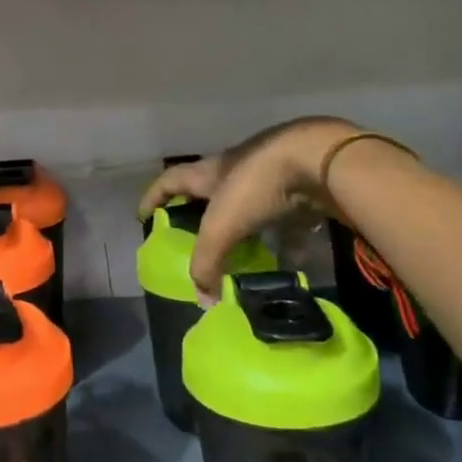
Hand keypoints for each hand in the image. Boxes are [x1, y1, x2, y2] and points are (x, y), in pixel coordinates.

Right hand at [137, 117, 371, 300]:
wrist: (319, 161)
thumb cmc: (257, 186)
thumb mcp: (222, 226)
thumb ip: (207, 262)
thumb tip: (202, 300)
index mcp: (209, 172)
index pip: (170, 181)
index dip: (154, 197)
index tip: (143, 216)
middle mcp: (236, 170)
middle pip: (211, 194)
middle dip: (203, 218)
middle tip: (197, 244)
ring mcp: (270, 177)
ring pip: (251, 208)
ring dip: (246, 232)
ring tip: (244, 259)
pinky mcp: (301, 189)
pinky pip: (288, 221)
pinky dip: (286, 242)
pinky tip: (290, 265)